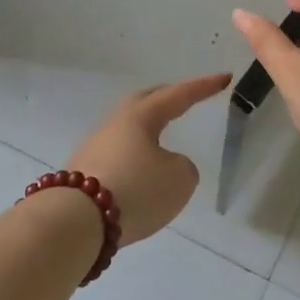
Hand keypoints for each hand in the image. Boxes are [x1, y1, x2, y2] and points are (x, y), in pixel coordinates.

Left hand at [63, 74, 230, 244]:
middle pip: (144, 102)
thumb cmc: (135, 190)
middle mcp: (115, 124)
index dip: (203, 87)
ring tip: (161, 141)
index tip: (224, 77)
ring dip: (146, 131)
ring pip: (126, 130)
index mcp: (141, 116)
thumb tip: (164, 167)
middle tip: (185, 98)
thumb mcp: (179, 180)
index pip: (178, 95)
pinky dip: (132, 158)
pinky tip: (138, 173)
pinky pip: (116, 156)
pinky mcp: (82, 174)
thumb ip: (182, 167)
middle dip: (167, 98)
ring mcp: (94, 148)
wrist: (75, 222)